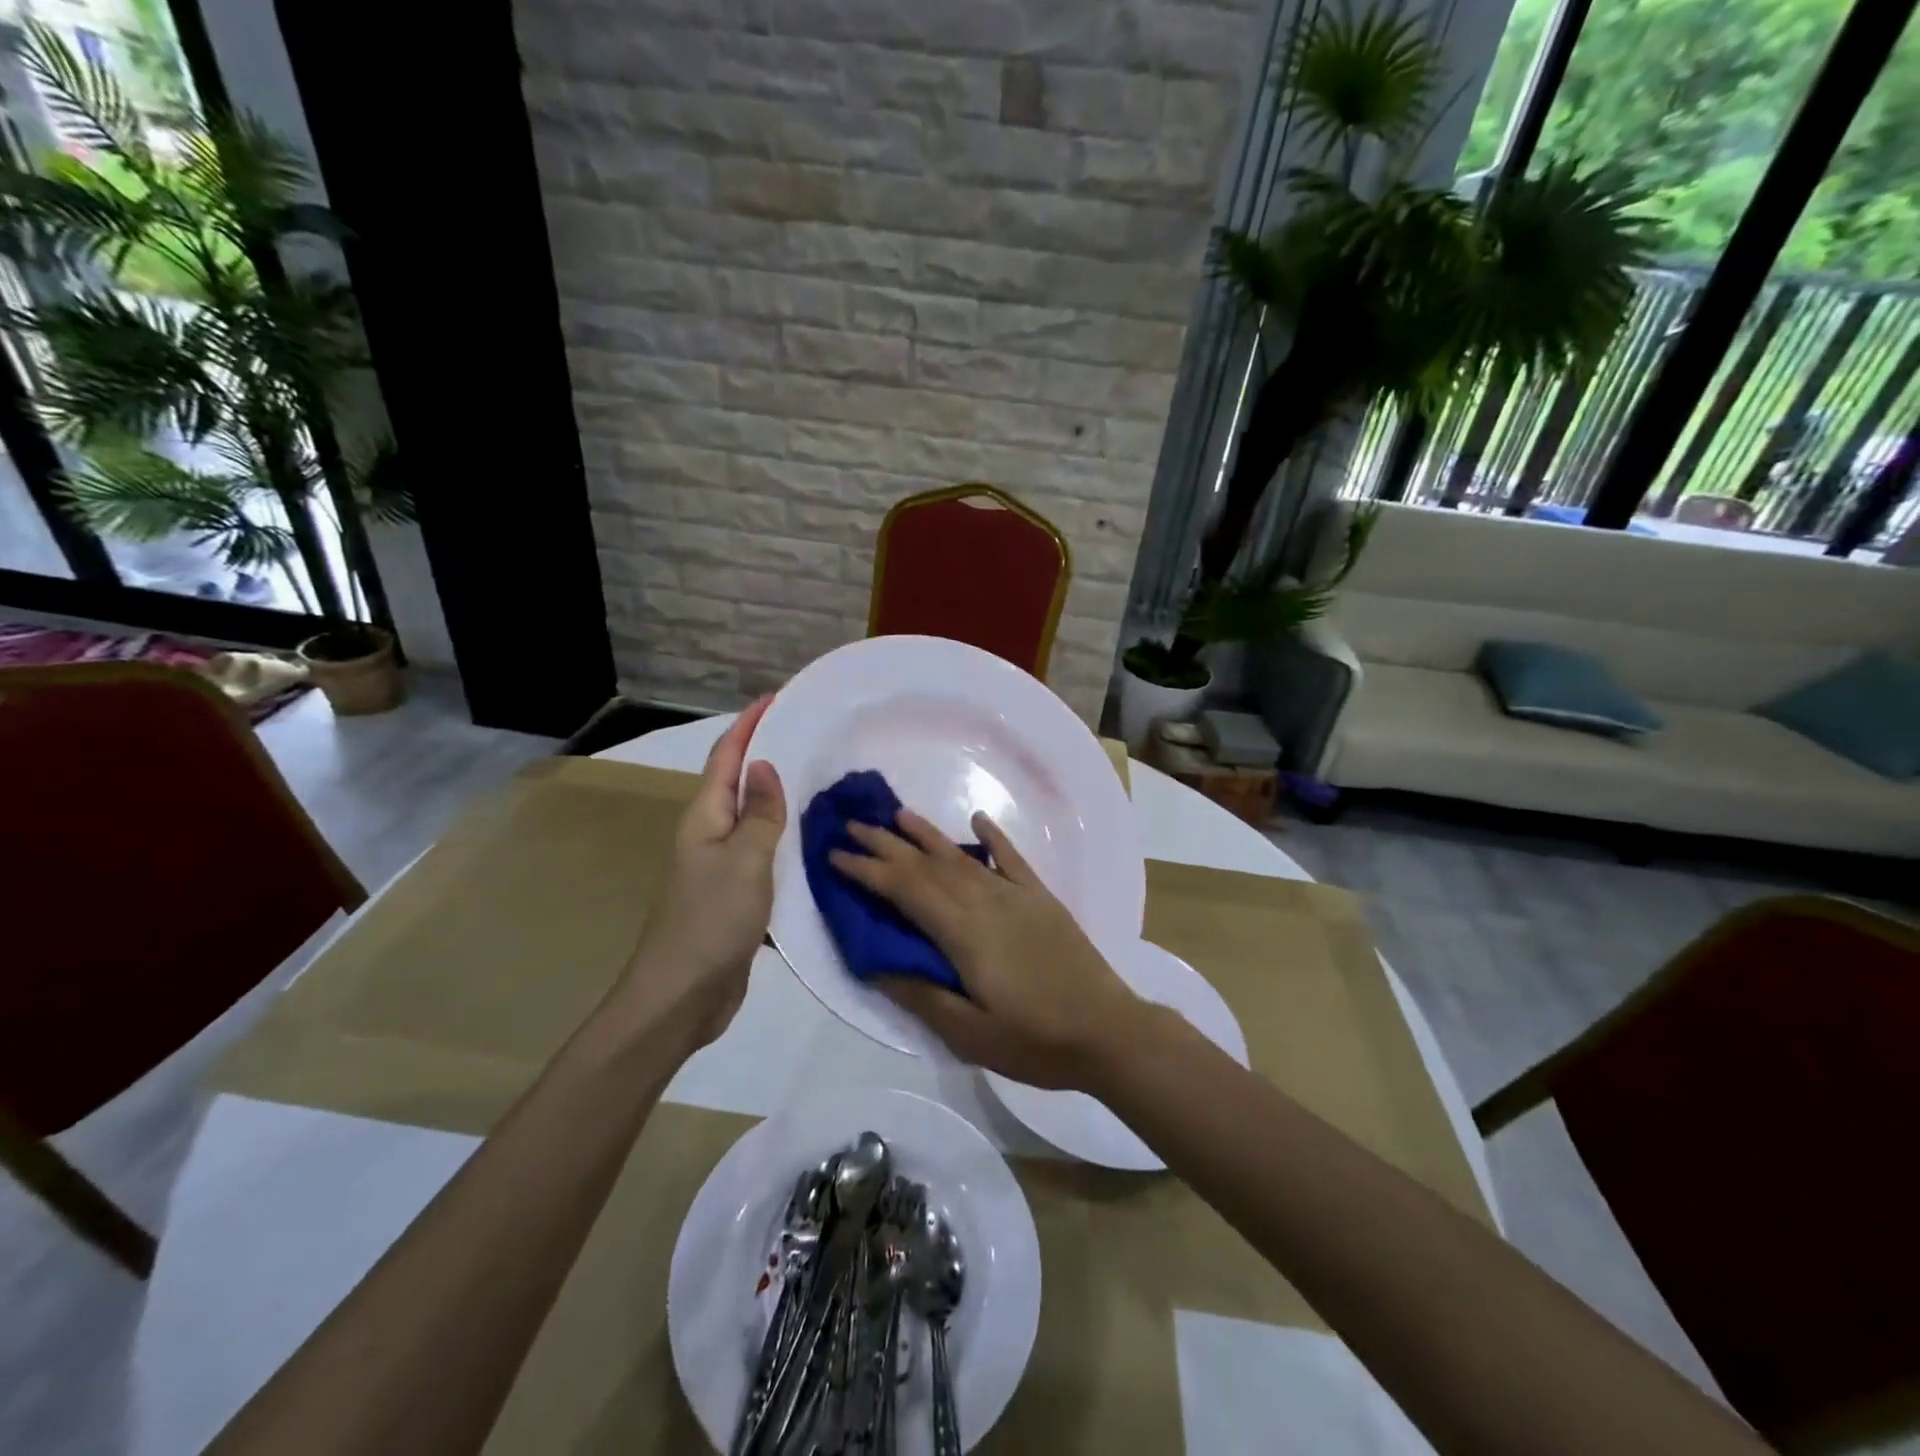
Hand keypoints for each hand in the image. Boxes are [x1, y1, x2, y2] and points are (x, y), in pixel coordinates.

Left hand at [616, 697, 785, 1049]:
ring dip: (775, 796)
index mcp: (704, 818)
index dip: (748, 726)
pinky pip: (761, 853)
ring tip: (813, 779)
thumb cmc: (711, 920)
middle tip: (804, 735)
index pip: (726, 758)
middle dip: (764, 754)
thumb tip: (765, 766)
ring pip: (751, 819)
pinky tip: (807, 839)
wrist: (682, 996)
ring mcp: (720, 867)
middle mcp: (708, 835)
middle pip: (736, 783)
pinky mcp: (734, 895)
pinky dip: (782, 837)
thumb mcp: (743, 860)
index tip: (774, 699)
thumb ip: (759, 814)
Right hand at [828, 811, 1146, 1089]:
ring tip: (898, 815)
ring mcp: (1017, 896)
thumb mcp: (970, 1034)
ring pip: (962, 857)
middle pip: (928, 866)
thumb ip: (922, 994)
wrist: (1109, 1032)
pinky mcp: (1042, 899)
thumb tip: (877, 962)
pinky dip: (993, 837)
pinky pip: (1012, 859)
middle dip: (887, 845)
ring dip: (928, 835)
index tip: (836, 856)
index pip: (906, 891)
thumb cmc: (1036, 1040)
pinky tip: (977, 820)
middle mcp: (986, 902)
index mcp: (964, 933)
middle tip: (853, 825)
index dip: (868, 871)